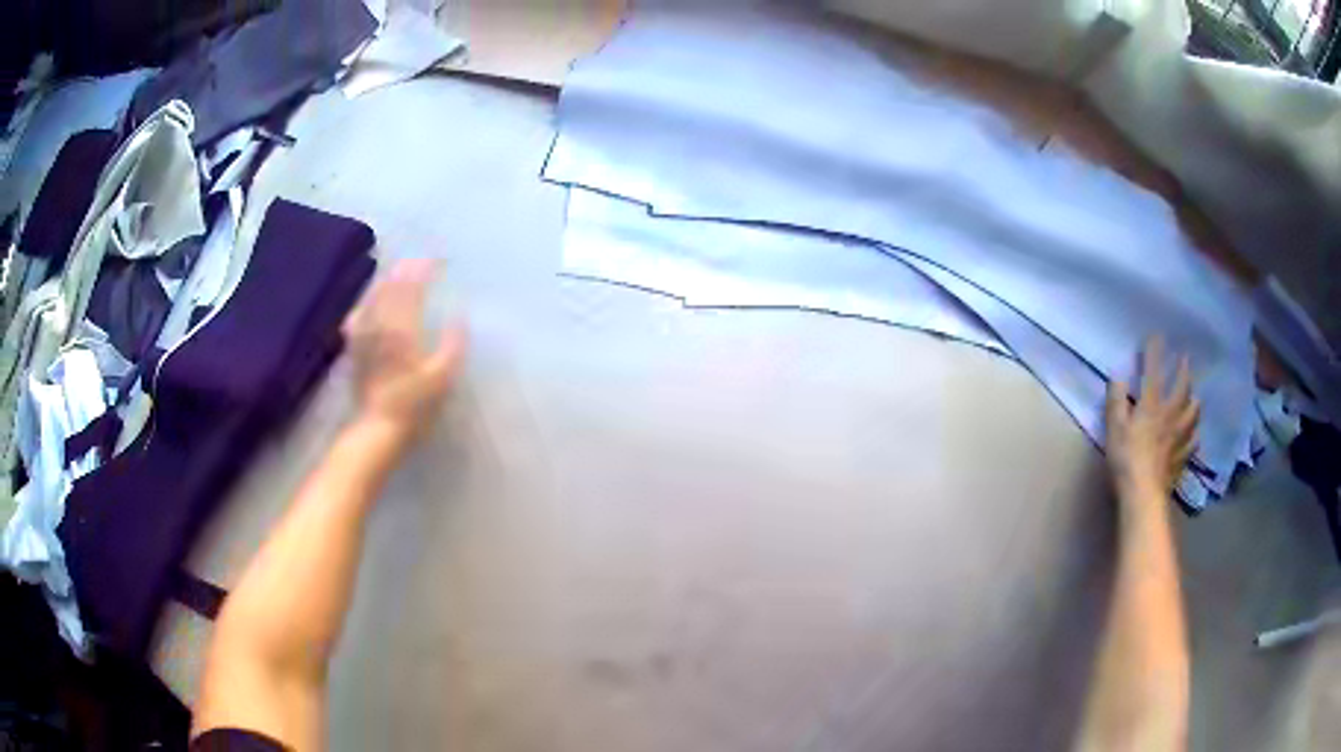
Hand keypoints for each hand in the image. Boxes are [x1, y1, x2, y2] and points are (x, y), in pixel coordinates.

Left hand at [344, 260, 466, 444]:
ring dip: (389, 279)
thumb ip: (453, 345)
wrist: (377, 428)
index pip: (413, 286)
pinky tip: (372, 300)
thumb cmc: (413, 406)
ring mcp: (364, 334)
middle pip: (392, 285)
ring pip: (374, 294)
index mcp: (403, 329)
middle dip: (408, 268)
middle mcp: (381, 324)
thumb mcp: (442, 379)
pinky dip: (369, 299)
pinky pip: (360, 312)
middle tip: (424, 262)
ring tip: (402, 273)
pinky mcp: (355, 346)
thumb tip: (459, 319)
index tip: (440, 262)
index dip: (425, 269)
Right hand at [1105, 337, 1199, 497]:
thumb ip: (1116, 401)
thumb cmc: (1126, 459)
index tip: (1156, 336)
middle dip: (1183, 370)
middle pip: (1182, 388)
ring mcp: (1179, 436)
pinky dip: (1194, 435)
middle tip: (1185, 359)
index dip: (1154, 352)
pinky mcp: (1182, 457)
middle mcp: (1170, 415)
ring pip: (1193, 412)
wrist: (1143, 495)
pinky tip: (1195, 435)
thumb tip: (1118, 377)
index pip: (1153, 371)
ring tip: (1195, 397)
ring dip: (1194, 401)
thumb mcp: (1114, 428)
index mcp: (1151, 405)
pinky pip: (1193, 442)